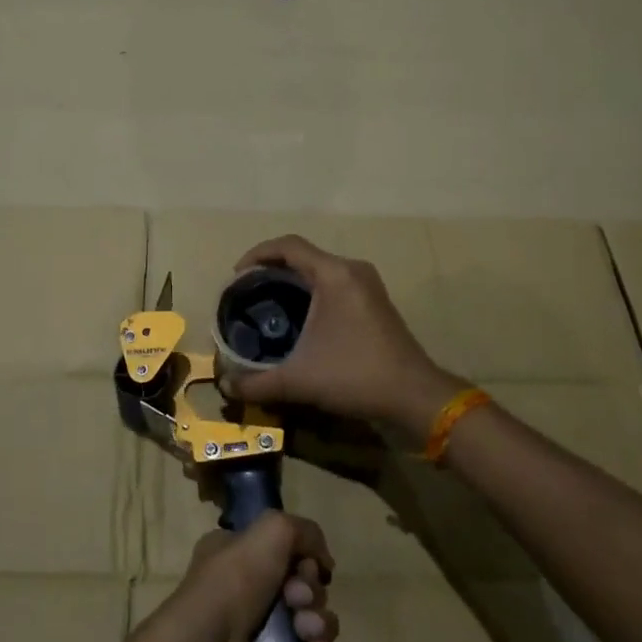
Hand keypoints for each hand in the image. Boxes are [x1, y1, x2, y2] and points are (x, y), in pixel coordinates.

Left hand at [155, 513, 337, 641]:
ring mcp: (255, 633)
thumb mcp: (272, 531)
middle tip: (298, 601)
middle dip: (311, 594)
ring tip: (308, 633)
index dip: (304, 557)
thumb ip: (305, 531)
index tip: (305, 566)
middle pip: (301, 587)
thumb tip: (323, 561)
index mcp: (236, 553)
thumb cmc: (233, 582)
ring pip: (308, 623)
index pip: (284, 550)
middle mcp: (244, 590)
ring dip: (319, 626)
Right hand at [225, 235, 464, 450]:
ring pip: (320, 269)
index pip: (288, 246)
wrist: (414, 395)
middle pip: (304, 255)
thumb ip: (257, 383)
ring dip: (293, 279)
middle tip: (248, 292)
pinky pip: (334, 282)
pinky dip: (312, 290)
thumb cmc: (355, 376)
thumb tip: (226, 386)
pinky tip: (299, 317)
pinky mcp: (375, 300)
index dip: (257, 254)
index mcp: (334, 275)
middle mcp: (352, 270)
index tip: (236, 276)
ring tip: (268, 302)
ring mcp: (367, 284)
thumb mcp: (299, 380)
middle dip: (272, 268)